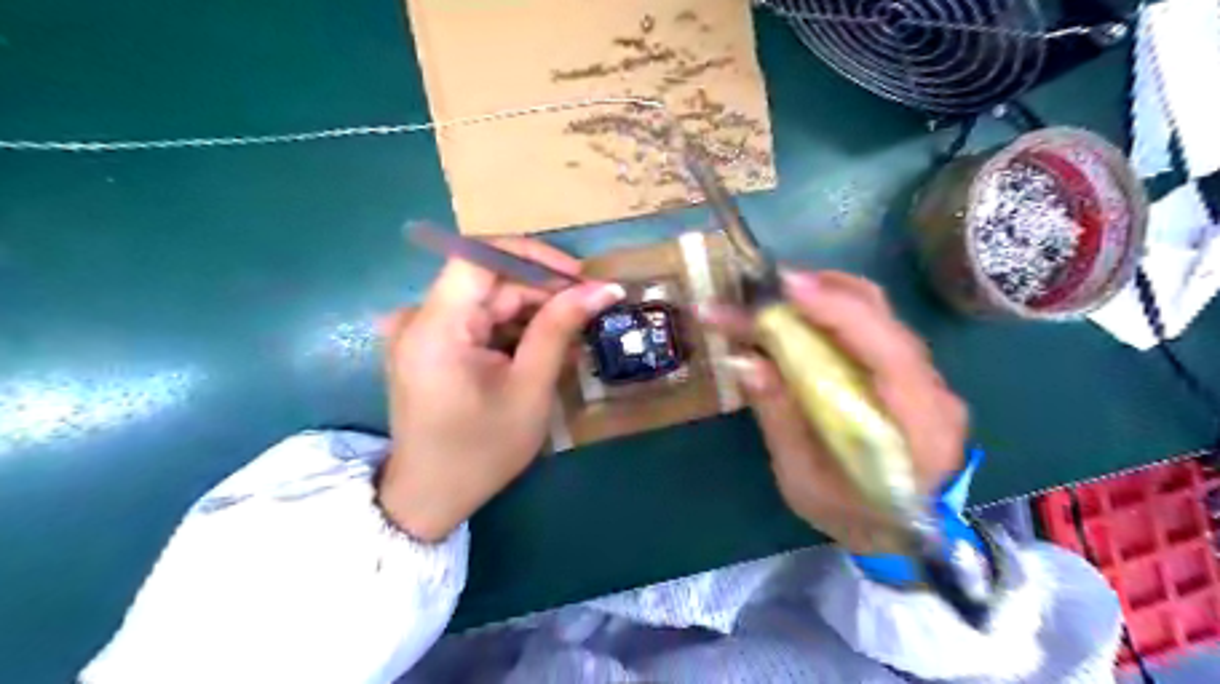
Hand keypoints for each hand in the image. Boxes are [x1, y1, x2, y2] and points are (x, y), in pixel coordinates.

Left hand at [377, 238, 621, 543]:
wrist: (430, 498)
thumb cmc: (481, 450)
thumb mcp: (529, 388)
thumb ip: (560, 328)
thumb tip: (603, 288)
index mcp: (436, 327)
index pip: (480, 256)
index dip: (533, 256)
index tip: (577, 276)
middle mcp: (418, 318)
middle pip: (488, 281)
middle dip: (541, 292)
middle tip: (588, 313)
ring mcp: (419, 331)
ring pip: (486, 300)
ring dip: (530, 313)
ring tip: (571, 339)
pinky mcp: (427, 345)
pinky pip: (475, 321)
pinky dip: (510, 330)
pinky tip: (539, 351)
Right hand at [702, 270, 967, 552]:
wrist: (906, 535)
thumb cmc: (853, 517)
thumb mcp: (805, 482)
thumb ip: (781, 420)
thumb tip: (746, 361)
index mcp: (917, 428)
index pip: (887, 351)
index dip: (838, 312)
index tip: (787, 287)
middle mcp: (932, 391)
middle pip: (883, 319)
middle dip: (820, 292)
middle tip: (762, 289)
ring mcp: (925, 378)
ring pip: (878, 315)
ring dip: (823, 297)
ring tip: (773, 297)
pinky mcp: (909, 373)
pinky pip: (870, 329)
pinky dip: (831, 313)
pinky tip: (798, 318)